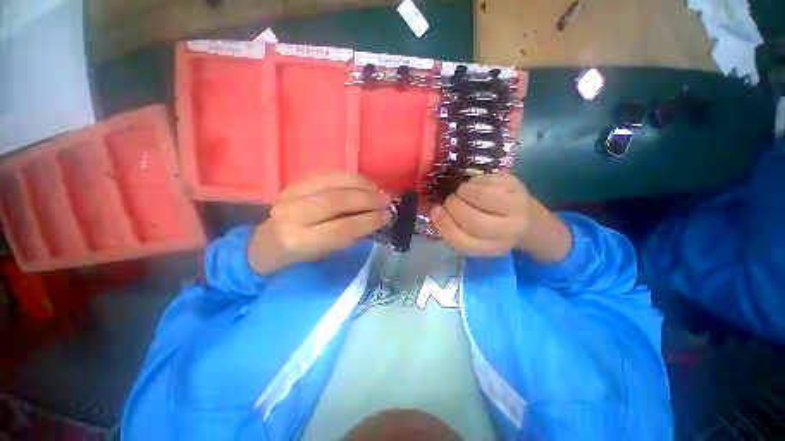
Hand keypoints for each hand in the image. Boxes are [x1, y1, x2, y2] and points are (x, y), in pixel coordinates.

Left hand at [248, 173, 391, 274]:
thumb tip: (377, 217)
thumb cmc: (304, 253)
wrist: (270, 241)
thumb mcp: (328, 252)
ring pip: (333, 184)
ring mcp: (291, 195)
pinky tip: (365, 182)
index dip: (369, 220)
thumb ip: (352, 235)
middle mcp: (293, 215)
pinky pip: (328, 175)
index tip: (387, 216)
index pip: (342, 228)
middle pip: (337, 201)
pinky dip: (351, 178)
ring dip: (362, 185)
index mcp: (301, 240)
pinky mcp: (295, 183)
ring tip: (379, 190)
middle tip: (387, 200)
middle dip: (367, 199)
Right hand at [430, 172, 528, 255]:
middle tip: (451, 201)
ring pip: (479, 194)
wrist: (528, 220)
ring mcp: (516, 205)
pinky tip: (479, 187)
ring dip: (463, 190)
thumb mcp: (473, 239)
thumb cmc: (492, 232)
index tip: (435, 211)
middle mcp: (508, 230)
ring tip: (465, 193)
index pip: (462, 240)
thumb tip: (436, 210)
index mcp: (491, 248)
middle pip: (470, 217)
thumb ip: (453, 230)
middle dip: (452, 205)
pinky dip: (475, 181)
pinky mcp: (517, 184)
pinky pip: (486, 178)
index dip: (444, 225)